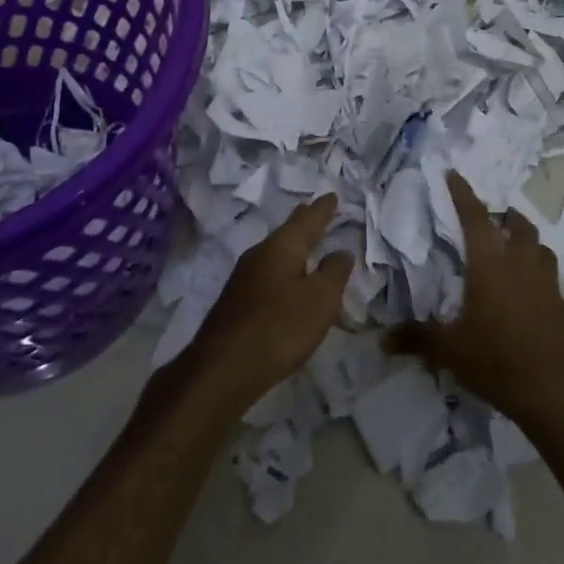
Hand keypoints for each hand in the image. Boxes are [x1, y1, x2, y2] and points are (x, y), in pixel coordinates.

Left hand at [184, 196, 352, 415]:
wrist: (223, 368)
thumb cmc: (280, 327)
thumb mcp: (320, 299)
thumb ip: (334, 272)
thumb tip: (341, 251)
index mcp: (282, 246)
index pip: (308, 219)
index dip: (323, 208)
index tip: (332, 195)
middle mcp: (260, 254)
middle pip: (288, 233)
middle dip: (305, 223)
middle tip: (318, 211)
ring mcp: (244, 278)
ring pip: (276, 254)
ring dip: (294, 248)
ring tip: (308, 246)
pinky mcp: (237, 303)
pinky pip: (268, 275)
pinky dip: (284, 271)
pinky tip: (287, 283)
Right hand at [385, 172, 563, 433]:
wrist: (554, 394)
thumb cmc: (496, 360)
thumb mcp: (449, 350)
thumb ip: (417, 338)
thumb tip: (382, 339)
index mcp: (490, 265)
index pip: (475, 217)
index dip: (463, 193)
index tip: (454, 174)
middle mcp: (523, 265)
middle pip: (519, 226)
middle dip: (506, 217)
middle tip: (493, 221)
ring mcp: (550, 286)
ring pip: (542, 251)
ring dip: (528, 245)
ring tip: (515, 255)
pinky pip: (555, 288)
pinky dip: (543, 286)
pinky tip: (535, 302)